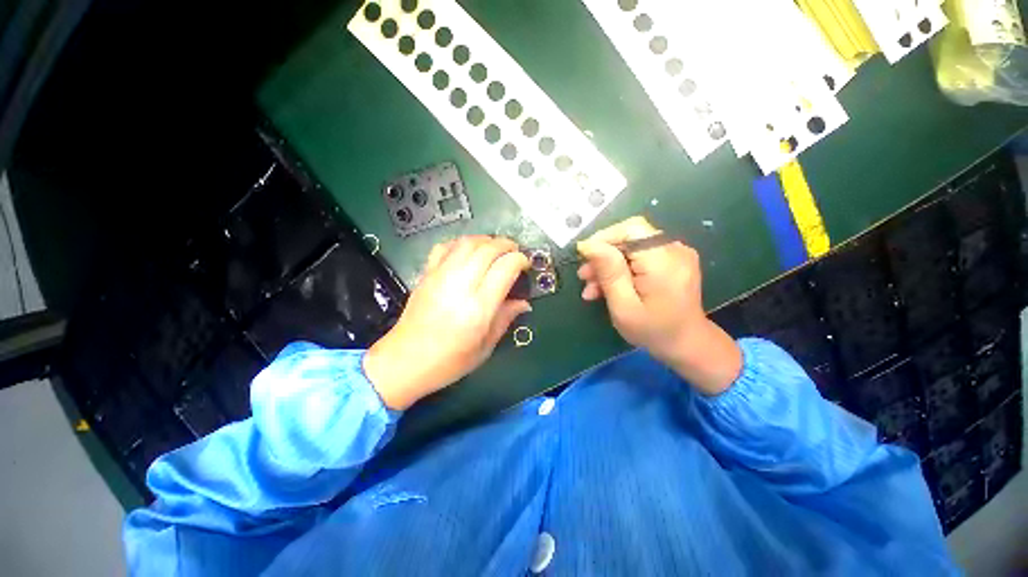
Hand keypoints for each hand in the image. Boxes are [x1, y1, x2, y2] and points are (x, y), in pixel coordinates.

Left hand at [363, 236, 530, 409]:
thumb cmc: (449, 361)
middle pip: (488, 249)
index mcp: (478, 307)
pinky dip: (461, 243)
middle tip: (515, 253)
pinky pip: (445, 246)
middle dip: (506, 245)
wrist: (405, 361)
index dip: (520, 260)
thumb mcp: (485, 347)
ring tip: (495, 249)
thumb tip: (524, 302)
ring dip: (486, 240)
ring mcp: (440, 276)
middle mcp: (460, 285)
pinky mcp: (426, 274)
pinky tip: (468, 252)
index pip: (505, 267)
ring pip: (467, 243)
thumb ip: (506, 318)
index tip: (525, 264)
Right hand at [577, 216, 741, 394]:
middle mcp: (674, 250)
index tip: (583, 256)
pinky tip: (608, 286)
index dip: (604, 237)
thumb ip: (609, 273)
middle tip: (584, 276)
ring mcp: (675, 254)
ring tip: (592, 287)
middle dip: (603, 255)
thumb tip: (589, 245)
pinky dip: (622, 268)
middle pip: (630, 237)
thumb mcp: (623, 306)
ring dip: (609, 264)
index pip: (632, 229)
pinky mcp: (672, 260)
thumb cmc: (653, 331)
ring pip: (632, 247)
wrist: (687, 344)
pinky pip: (641, 255)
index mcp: (664, 261)